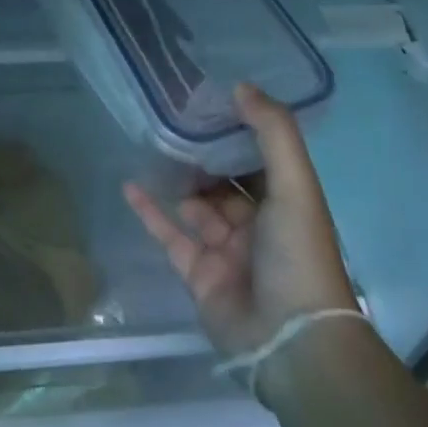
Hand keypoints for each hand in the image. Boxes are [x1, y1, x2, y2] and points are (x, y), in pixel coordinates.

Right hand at [125, 84, 358, 358]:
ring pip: (196, 204)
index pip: (258, 157)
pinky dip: (150, 211)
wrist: (290, 341)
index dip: (237, 128)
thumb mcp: (295, 184)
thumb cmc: (297, 254)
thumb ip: (272, 132)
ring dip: (177, 177)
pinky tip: (130, 184)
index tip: (209, 96)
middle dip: (202, 152)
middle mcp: (256, 222)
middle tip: (171, 115)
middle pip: (224, 179)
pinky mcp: (197, 273)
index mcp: (284, 201)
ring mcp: (225, 249)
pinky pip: (170, 234)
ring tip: (150, 141)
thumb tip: (240, 85)